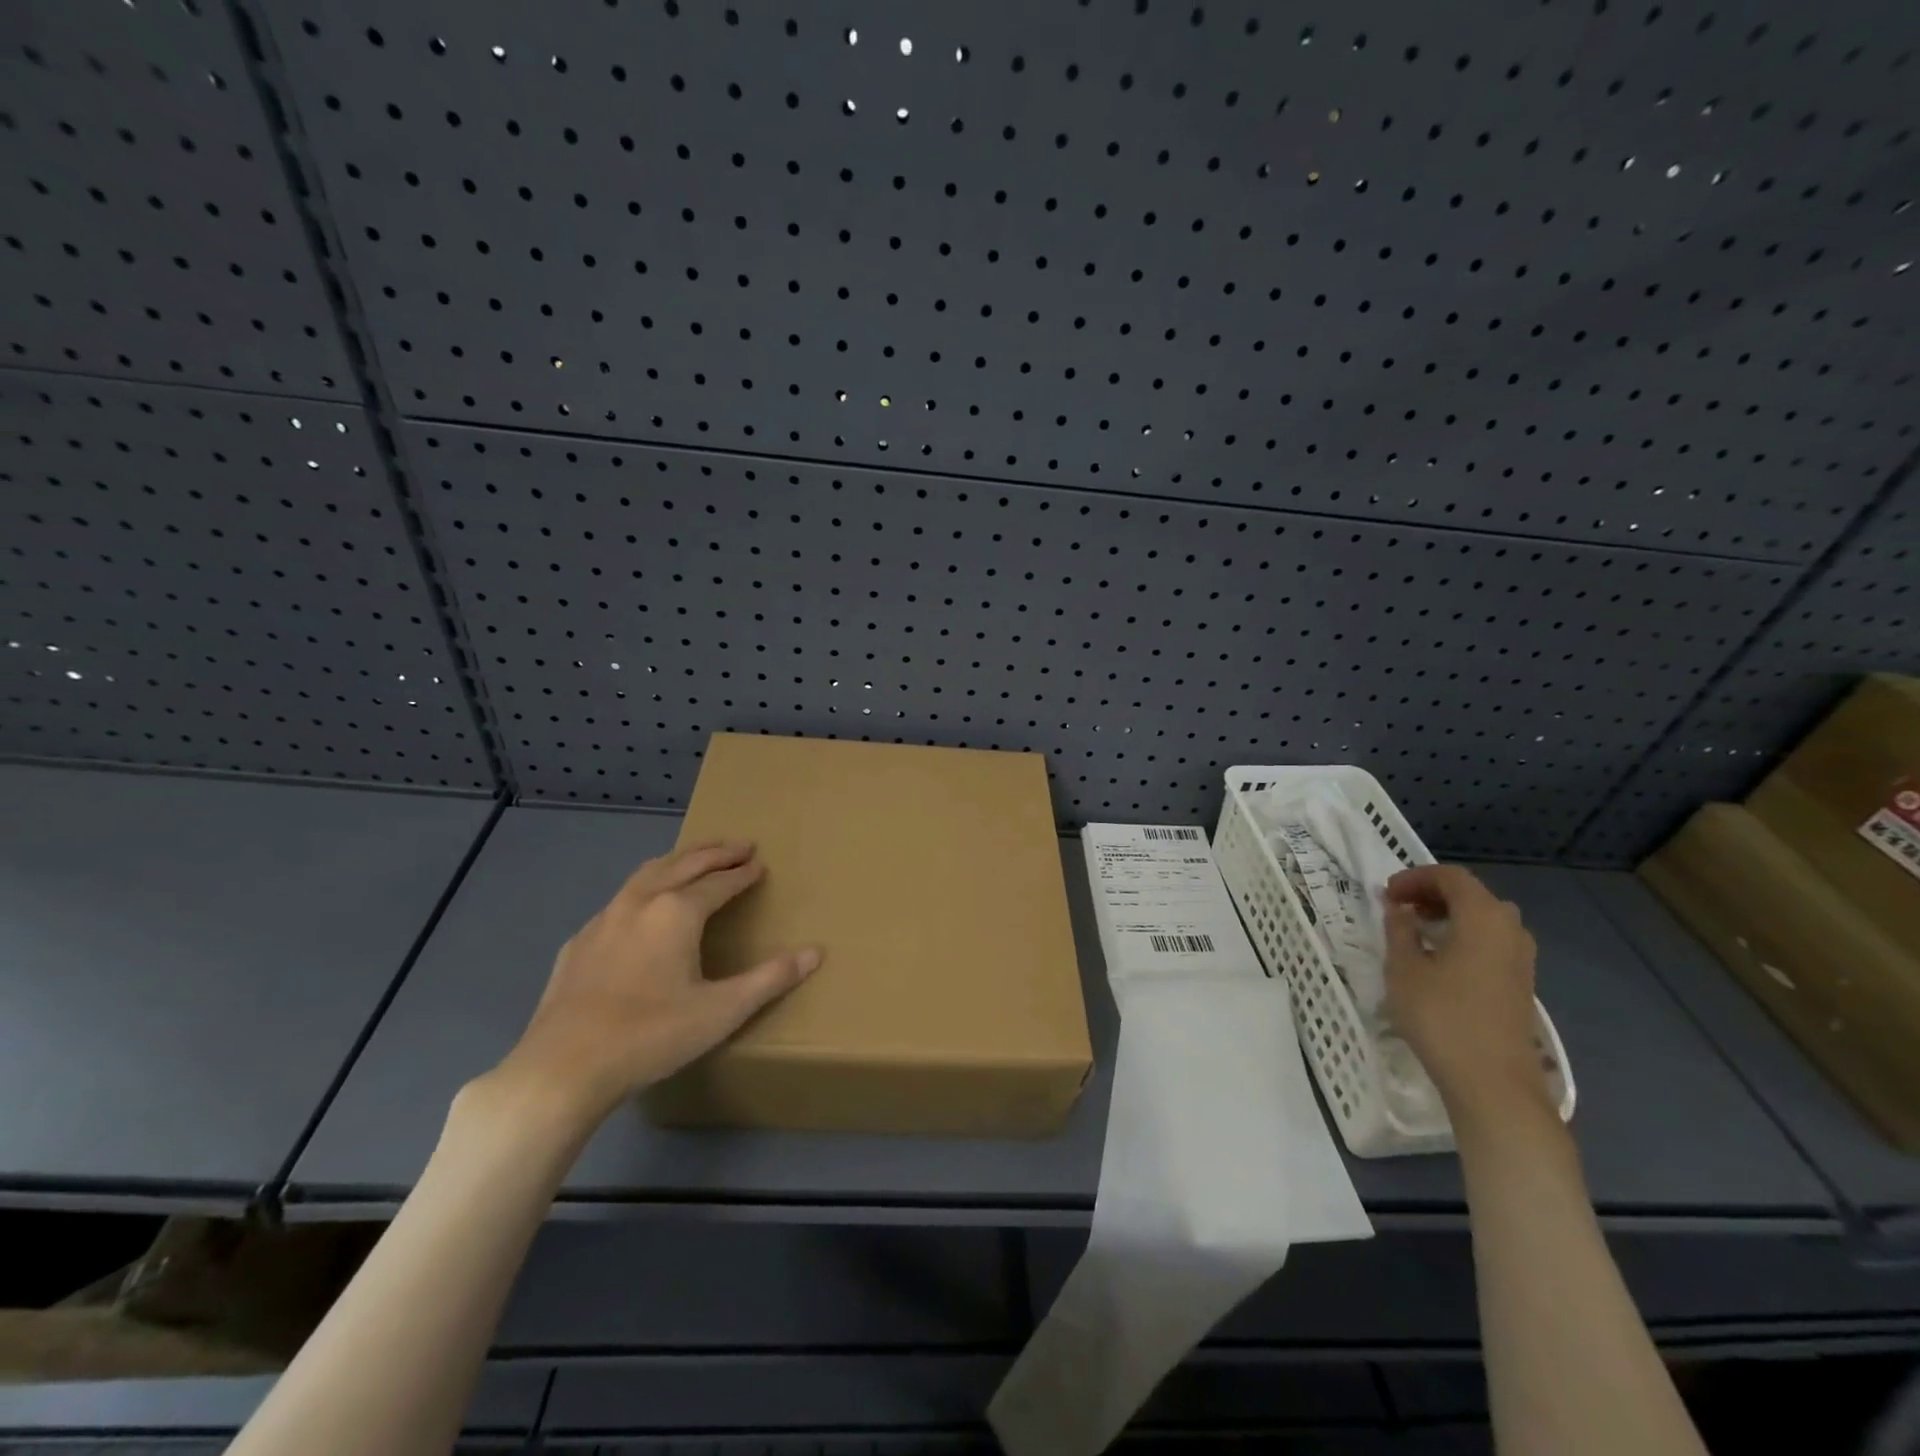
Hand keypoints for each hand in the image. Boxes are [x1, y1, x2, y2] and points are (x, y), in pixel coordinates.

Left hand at [482, 841, 820, 1131]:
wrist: (562, 1068)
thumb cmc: (651, 1036)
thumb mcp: (722, 1011)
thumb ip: (770, 979)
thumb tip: (815, 953)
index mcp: (677, 912)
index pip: (719, 882)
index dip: (743, 873)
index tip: (760, 864)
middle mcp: (641, 902)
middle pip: (684, 864)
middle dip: (715, 852)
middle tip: (739, 845)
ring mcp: (604, 919)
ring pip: (647, 873)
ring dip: (678, 860)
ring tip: (696, 857)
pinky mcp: (579, 942)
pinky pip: (620, 899)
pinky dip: (645, 887)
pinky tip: (643, 907)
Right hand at [1383, 864, 1550, 1126]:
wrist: (1493, 1083)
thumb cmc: (1442, 1017)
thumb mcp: (1404, 969)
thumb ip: (1400, 931)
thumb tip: (1400, 910)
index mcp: (1483, 917)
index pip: (1451, 877)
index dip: (1415, 878)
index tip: (1386, 895)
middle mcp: (1510, 930)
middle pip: (1472, 895)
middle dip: (1433, 894)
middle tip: (1400, 909)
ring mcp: (1521, 959)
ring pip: (1485, 920)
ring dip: (1450, 917)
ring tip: (1417, 933)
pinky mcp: (1521, 984)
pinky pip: (1492, 943)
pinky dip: (1464, 938)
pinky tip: (1440, 961)